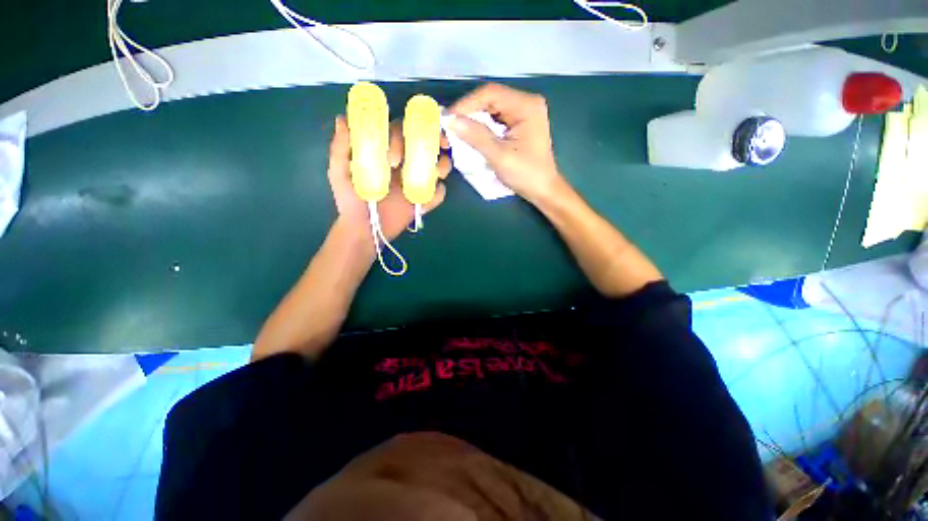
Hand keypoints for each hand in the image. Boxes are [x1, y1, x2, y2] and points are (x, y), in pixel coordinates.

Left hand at [328, 116, 450, 240]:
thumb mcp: (339, 173)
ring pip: (438, 166)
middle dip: (434, 140)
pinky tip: (429, 197)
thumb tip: (343, 120)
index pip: (401, 131)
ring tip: (438, 173)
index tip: (407, 137)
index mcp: (387, 152)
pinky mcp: (423, 201)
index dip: (408, 127)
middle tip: (434, 148)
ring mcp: (416, 182)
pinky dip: (439, 194)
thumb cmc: (350, 201)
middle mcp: (405, 164)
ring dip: (444, 164)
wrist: (364, 229)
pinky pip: (438, 194)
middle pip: (425, 144)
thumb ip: (340, 149)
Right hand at [449, 83, 564, 204]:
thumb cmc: (526, 174)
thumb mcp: (500, 156)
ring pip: (491, 110)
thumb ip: (476, 136)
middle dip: (469, 113)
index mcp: (526, 106)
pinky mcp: (519, 125)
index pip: (490, 94)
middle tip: (450, 128)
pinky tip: (471, 137)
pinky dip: (482, 128)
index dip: (466, 104)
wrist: (543, 190)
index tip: (448, 119)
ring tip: (457, 133)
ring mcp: (523, 114)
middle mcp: (525, 104)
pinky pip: (495, 121)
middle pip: (490, 100)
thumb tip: (451, 121)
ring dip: (473, 121)